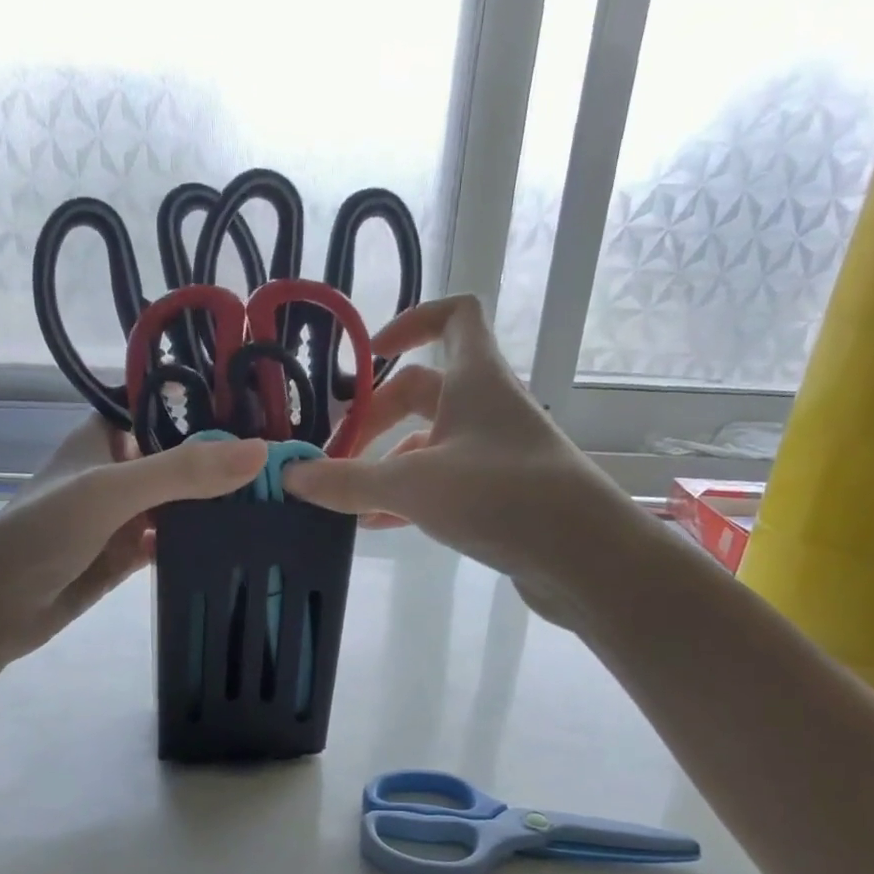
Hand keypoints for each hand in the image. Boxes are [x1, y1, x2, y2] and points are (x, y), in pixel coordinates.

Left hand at [0, 416, 265, 664]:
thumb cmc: (42, 532)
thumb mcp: (111, 491)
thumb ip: (181, 471)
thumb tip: (260, 453)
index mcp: (106, 435)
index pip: (168, 407)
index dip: (214, 407)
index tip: (273, 412)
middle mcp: (118, 469)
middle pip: (181, 457)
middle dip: (225, 461)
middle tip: (290, 465)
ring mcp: (123, 515)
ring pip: (181, 502)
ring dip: (216, 504)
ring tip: (280, 500)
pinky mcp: (126, 555)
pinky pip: (172, 542)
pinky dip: (199, 541)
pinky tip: (240, 543)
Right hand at [283, 296, 597, 597]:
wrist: (584, 557)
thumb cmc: (500, 496)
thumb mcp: (412, 486)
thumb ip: (348, 481)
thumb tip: (289, 475)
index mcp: (476, 378)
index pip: (453, 316)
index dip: (410, 323)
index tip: (367, 355)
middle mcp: (488, 406)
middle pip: (421, 392)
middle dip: (372, 419)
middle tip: (333, 455)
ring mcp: (496, 452)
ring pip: (428, 443)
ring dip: (385, 462)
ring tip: (345, 496)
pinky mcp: (499, 494)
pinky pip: (442, 482)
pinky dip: (407, 495)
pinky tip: (377, 524)